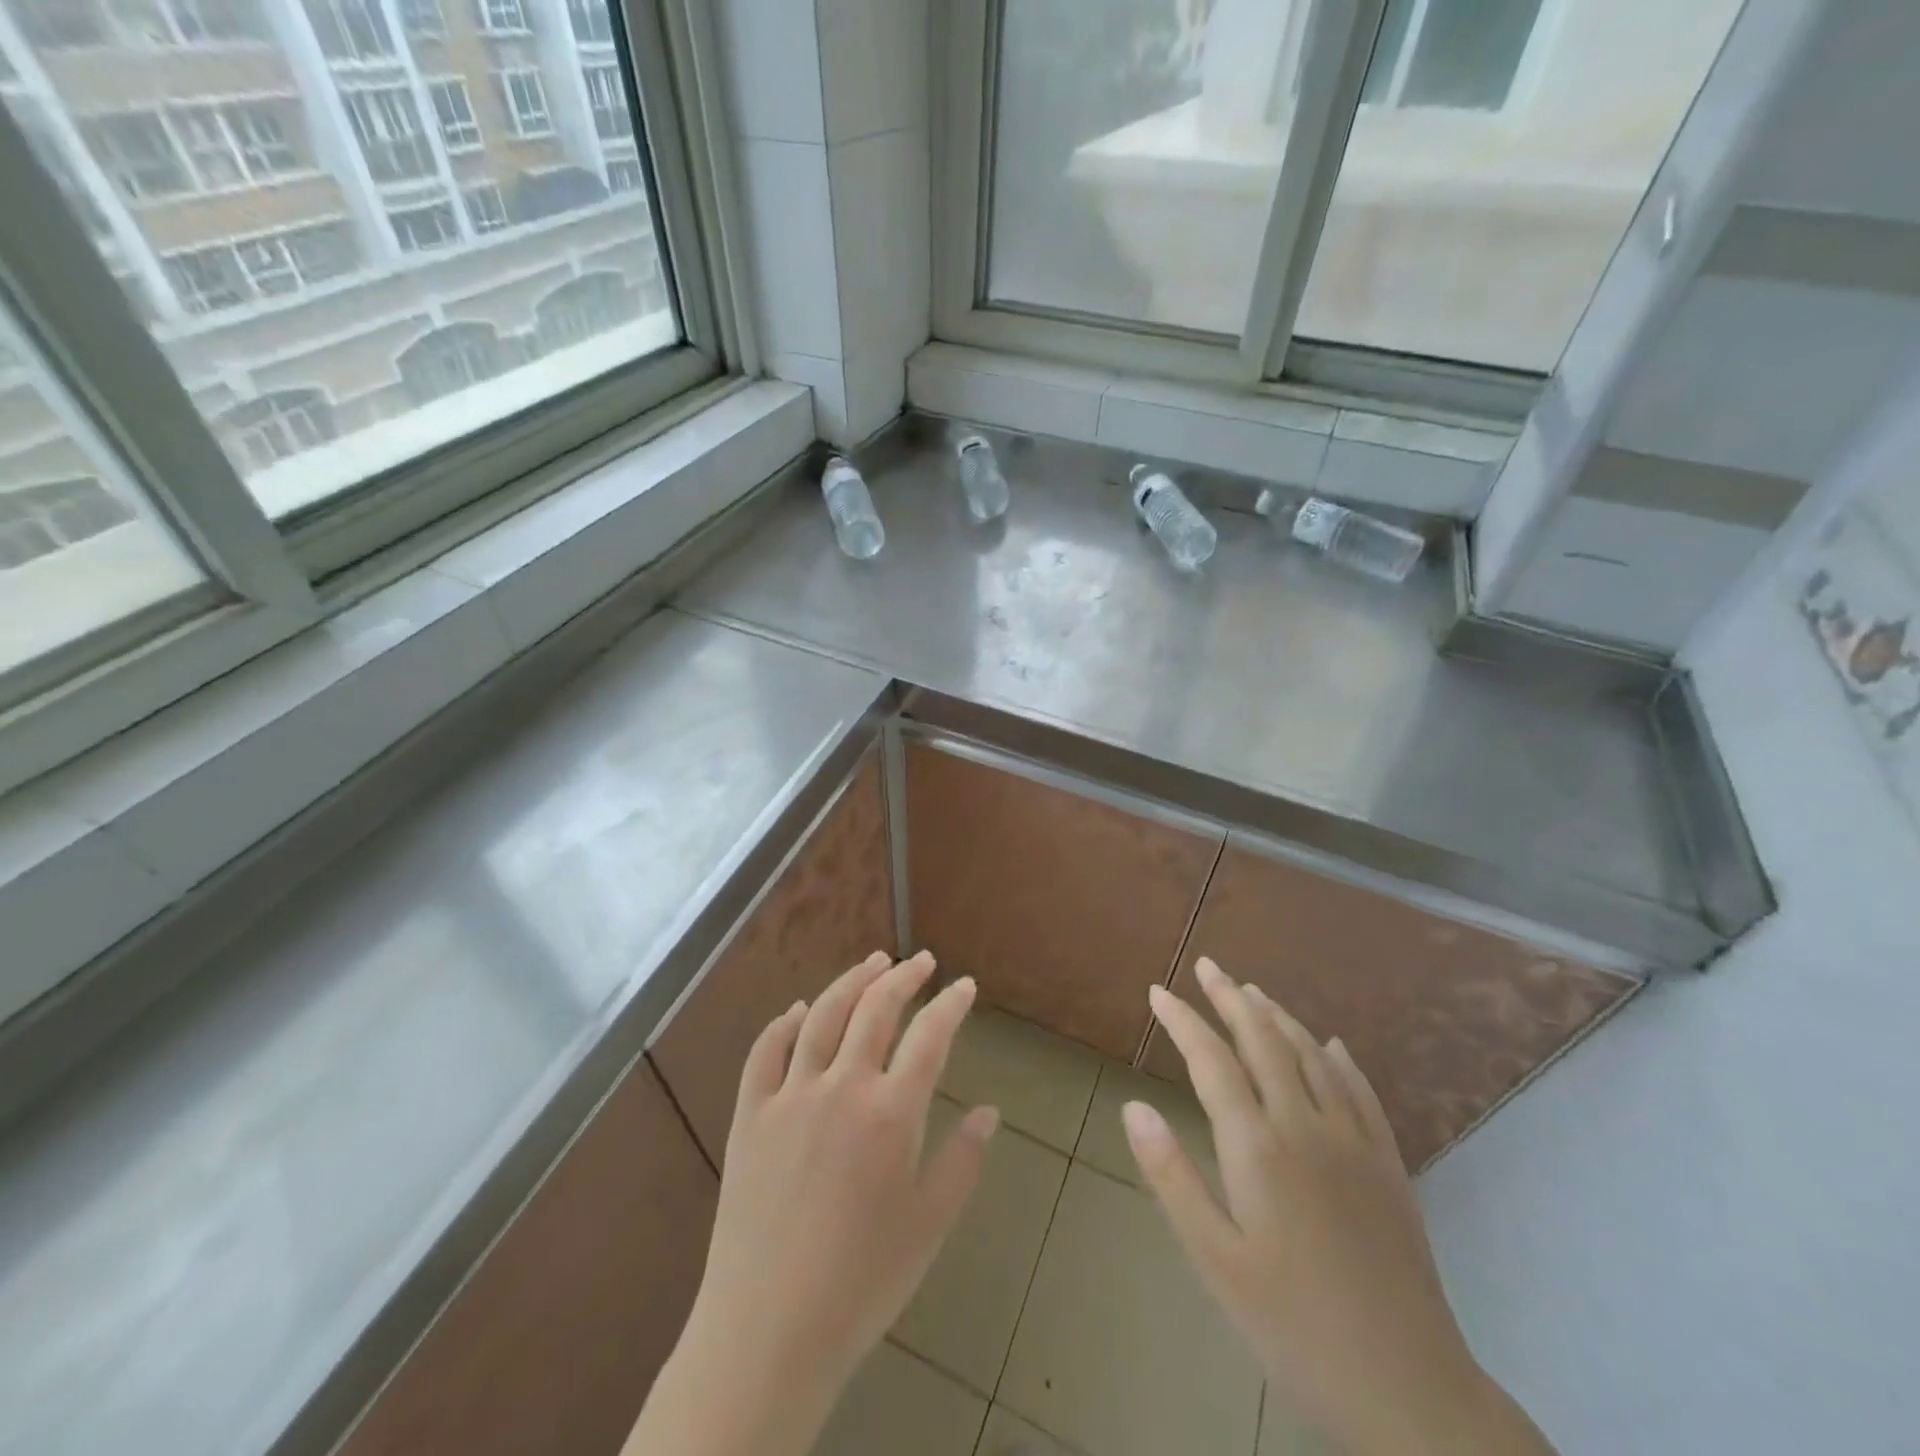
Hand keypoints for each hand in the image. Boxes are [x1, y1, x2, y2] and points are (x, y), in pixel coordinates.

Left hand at [626, 951, 996, 1455]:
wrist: (767, 1332)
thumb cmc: (862, 1283)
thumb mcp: (929, 1225)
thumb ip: (963, 1160)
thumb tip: (989, 1111)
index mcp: (891, 1113)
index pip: (930, 1036)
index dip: (951, 1004)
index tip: (964, 986)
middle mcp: (841, 1087)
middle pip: (876, 1009)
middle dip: (904, 977)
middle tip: (922, 961)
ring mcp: (789, 1096)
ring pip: (822, 1015)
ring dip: (851, 981)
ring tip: (873, 962)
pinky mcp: (749, 1115)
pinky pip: (765, 1052)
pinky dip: (784, 1023)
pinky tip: (798, 1010)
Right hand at [1126, 958, 1554, 1455]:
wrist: (1408, 1392)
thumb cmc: (1293, 1327)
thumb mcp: (1214, 1260)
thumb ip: (1172, 1176)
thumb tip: (1134, 1106)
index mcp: (1258, 1147)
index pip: (1212, 1061)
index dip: (1182, 1021)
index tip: (1158, 991)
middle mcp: (1306, 1126)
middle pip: (1264, 1042)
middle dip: (1231, 998)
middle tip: (1207, 966)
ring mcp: (1355, 1142)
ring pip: (1312, 1056)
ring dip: (1279, 1017)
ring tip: (1253, 991)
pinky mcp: (1389, 1166)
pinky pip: (1361, 1091)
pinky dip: (1339, 1058)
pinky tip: (1331, 1045)